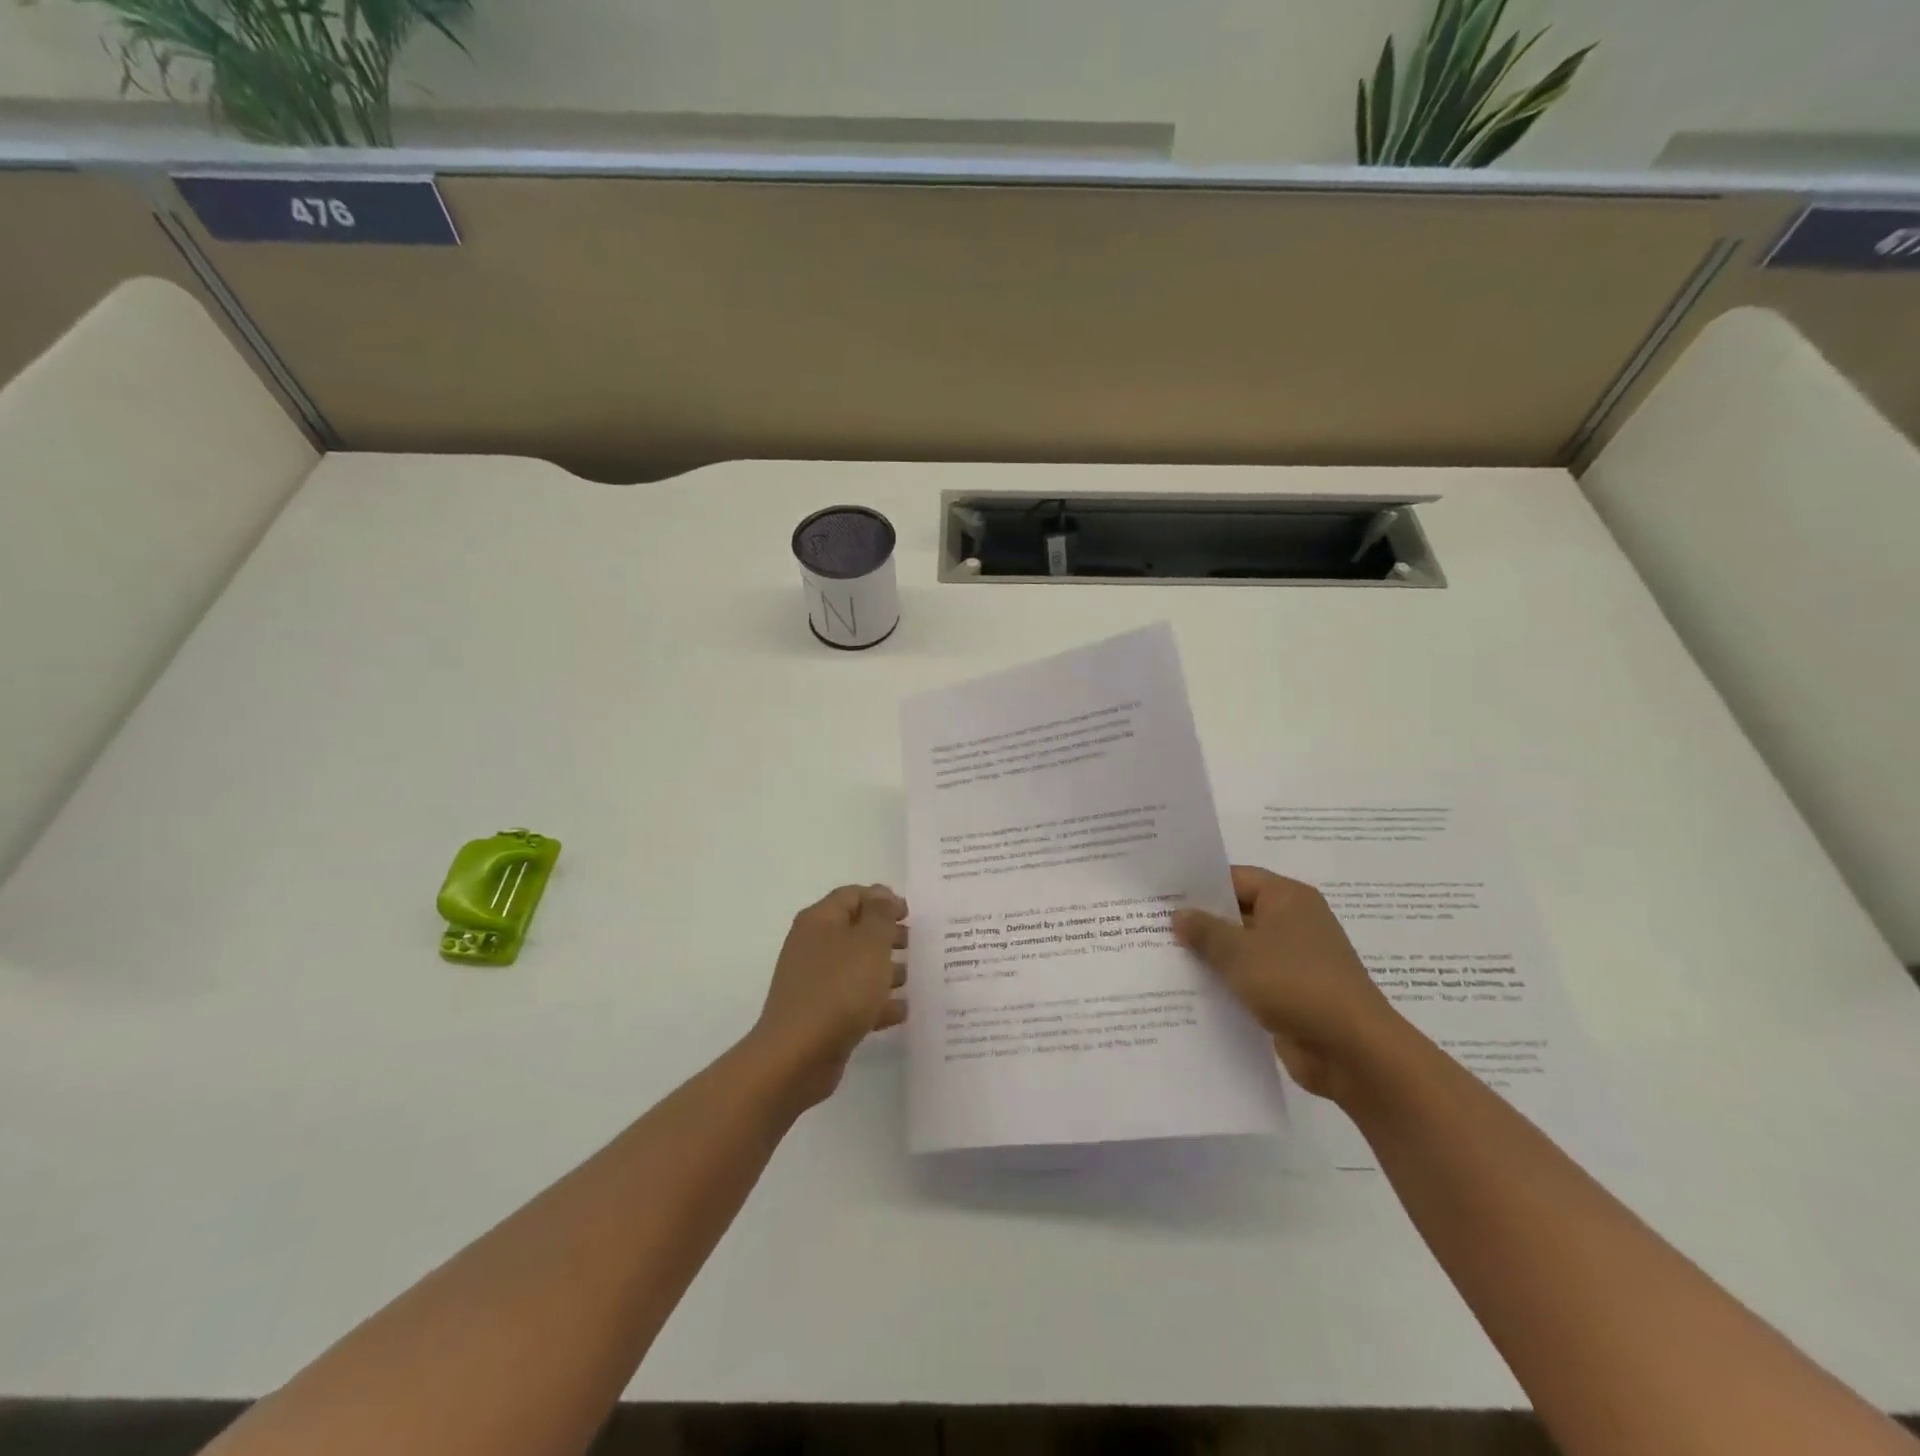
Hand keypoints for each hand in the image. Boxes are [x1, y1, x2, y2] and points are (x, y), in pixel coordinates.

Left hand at [752, 884, 907, 1108]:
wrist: (797, 1056)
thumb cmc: (838, 990)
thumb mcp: (869, 943)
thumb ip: (881, 914)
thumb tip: (882, 894)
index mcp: (820, 921)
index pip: (853, 895)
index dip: (883, 899)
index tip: (911, 915)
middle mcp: (813, 946)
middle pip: (855, 930)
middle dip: (887, 935)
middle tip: (916, 945)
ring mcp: (815, 982)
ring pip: (857, 966)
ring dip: (885, 969)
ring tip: (914, 977)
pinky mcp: (820, 1014)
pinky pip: (853, 1000)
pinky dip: (876, 1002)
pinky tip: (901, 1011)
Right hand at [1173, 866, 1399, 1100]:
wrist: (1353, 1051)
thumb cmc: (1295, 983)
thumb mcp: (1239, 952)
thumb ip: (1205, 931)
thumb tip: (1178, 914)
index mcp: (1288, 898)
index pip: (1235, 878)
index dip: (1199, 885)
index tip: (1162, 893)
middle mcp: (1294, 923)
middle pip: (1237, 913)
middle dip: (1200, 922)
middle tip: (1152, 924)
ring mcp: (1294, 961)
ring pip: (1242, 950)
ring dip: (1210, 956)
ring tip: (1162, 956)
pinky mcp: (1291, 995)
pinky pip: (1250, 980)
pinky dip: (1226, 984)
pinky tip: (1189, 990)